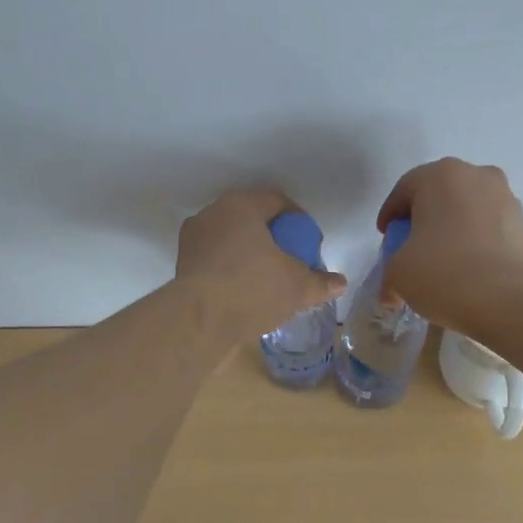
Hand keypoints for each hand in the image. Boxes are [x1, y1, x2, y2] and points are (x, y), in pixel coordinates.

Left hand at [176, 189, 346, 341]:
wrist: (200, 321)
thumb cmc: (253, 289)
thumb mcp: (297, 286)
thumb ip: (320, 282)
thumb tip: (340, 283)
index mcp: (241, 206)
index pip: (277, 201)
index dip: (298, 222)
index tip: (310, 245)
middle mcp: (212, 214)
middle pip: (251, 219)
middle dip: (272, 238)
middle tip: (290, 261)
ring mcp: (193, 240)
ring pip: (230, 240)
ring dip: (249, 255)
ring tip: (267, 280)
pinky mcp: (182, 266)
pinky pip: (215, 261)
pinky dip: (230, 271)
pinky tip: (244, 293)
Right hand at [376, 159, 522, 324]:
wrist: (508, 299)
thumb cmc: (442, 272)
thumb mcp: (398, 273)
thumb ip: (391, 272)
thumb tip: (392, 292)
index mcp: (440, 175)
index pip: (404, 189)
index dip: (390, 216)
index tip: (386, 239)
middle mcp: (476, 175)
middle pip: (439, 195)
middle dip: (423, 219)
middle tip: (411, 248)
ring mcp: (505, 198)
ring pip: (467, 210)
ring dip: (452, 229)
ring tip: (442, 262)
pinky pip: (488, 228)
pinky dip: (475, 242)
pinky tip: (468, 269)